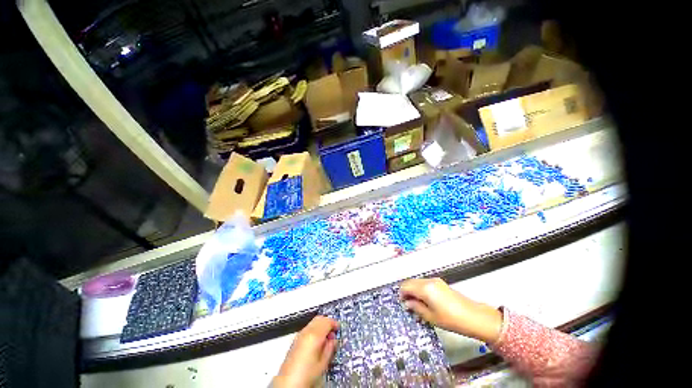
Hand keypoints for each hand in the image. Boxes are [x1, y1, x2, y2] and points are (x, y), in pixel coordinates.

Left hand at [273, 316, 337, 387]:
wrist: (288, 383)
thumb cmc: (305, 376)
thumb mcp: (323, 364)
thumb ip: (330, 348)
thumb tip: (333, 340)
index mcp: (314, 335)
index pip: (327, 321)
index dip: (334, 323)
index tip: (338, 328)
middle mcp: (306, 332)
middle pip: (320, 318)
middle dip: (327, 322)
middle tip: (333, 332)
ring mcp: (299, 335)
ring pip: (313, 322)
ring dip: (321, 325)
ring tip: (326, 337)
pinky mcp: (295, 340)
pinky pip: (308, 328)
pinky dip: (315, 329)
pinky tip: (317, 341)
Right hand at [400, 278, 502, 343]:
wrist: (474, 317)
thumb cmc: (451, 319)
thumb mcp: (430, 317)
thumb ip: (416, 308)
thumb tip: (407, 303)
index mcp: (424, 288)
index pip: (406, 286)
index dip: (401, 294)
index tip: (401, 303)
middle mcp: (428, 281)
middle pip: (411, 282)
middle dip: (406, 291)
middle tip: (407, 304)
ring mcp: (435, 280)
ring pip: (417, 282)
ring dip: (413, 290)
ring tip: (416, 303)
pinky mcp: (440, 283)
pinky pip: (424, 283)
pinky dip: (420, 289)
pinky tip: (424, 300)